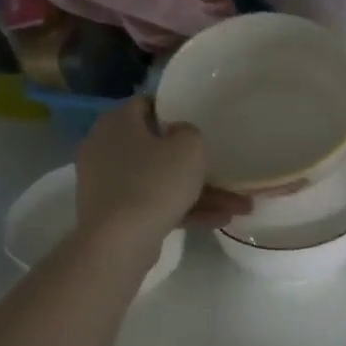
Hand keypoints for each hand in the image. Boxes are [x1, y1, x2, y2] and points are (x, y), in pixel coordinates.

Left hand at [75, 97, 250, 238]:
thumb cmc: (154, 182)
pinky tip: (219, 220)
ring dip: (200, 191)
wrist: (118, 241)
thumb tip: (179, 134)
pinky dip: (184, 209)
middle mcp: (106, 147)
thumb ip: (189, 132)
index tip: (199, 122)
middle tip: (224, 169)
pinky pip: (155, 203)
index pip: (146, 104)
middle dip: (195, 162)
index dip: (174, 110)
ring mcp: (109, 183)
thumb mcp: (188, 148)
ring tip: (238, 206)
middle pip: (157, 147)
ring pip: (161, 180)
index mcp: (118, 123)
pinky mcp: (115, 212)